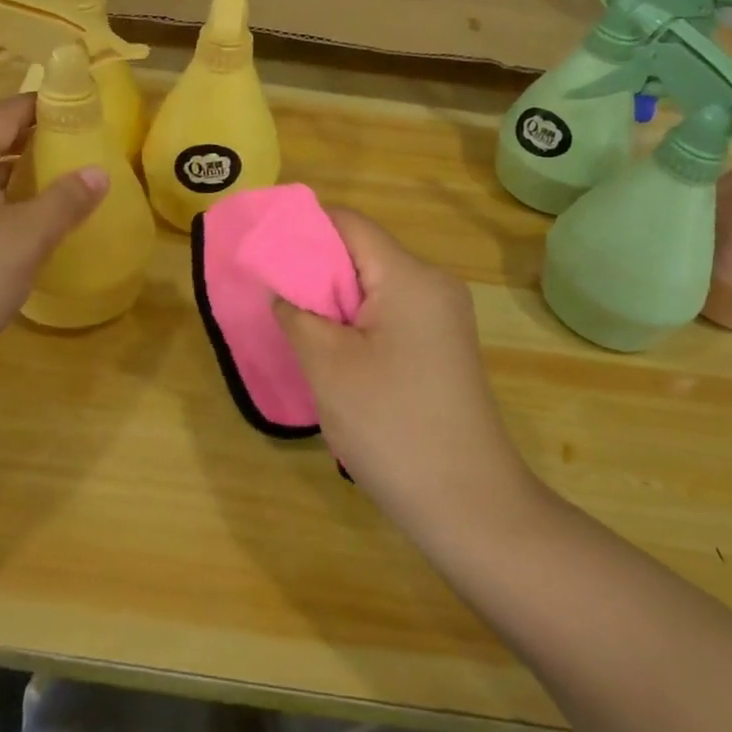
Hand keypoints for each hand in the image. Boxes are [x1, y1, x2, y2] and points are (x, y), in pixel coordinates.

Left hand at [0, 96, 106, 393]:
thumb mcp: (29, 238)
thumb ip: (67, 199)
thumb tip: (99, 172)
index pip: (6, 112)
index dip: (44, 107)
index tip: (80, 112)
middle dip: (27, 136)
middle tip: (69, 147)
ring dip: (7, 167)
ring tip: (48, 181)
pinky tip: (13, 221)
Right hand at [274, 210, 533, 546]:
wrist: (470, 508)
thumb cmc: (392, 426)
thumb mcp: (327, 364)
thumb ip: (296, 312)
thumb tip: (281, 288)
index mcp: (409, 275)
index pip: (348, 223)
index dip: (301, 229)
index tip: (261, 251)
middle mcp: (433, 284)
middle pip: (361, 253)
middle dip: (313, 269)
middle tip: (271, 295)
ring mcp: (442, 316)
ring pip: (373, 286)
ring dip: (332, 301)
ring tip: (294, 327)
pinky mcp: (441, 346)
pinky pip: (389, 314)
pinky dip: (354, 322)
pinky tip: (331, 353)